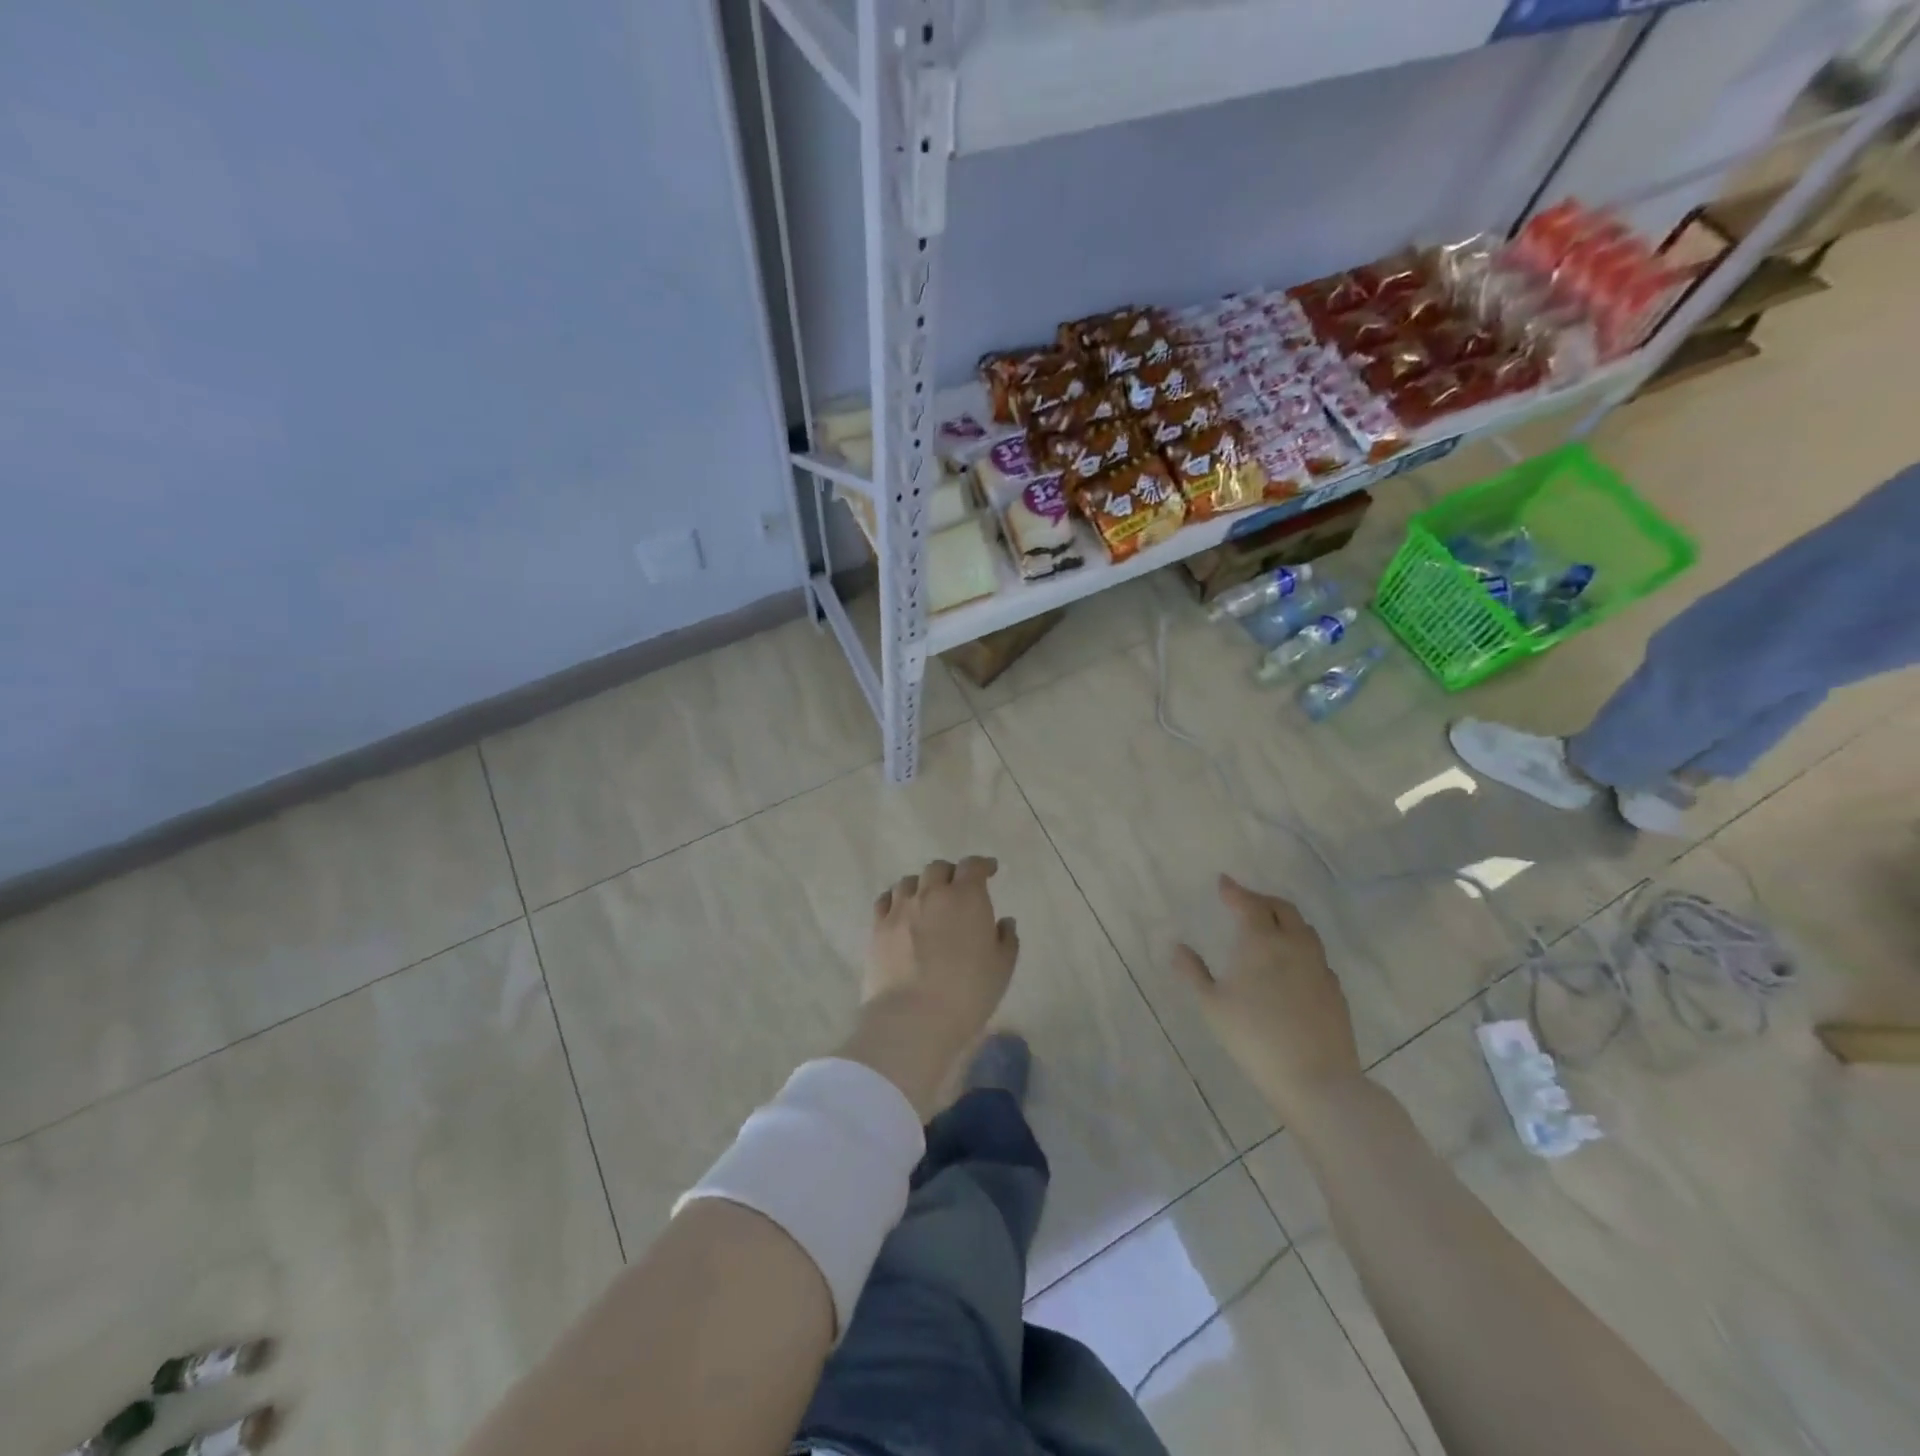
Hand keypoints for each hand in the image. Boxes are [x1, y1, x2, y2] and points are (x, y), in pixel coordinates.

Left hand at [843, 857, 1019, 1117]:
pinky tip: (900, 911)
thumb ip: (1006, 939)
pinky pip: (886, 900)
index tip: (989, 870)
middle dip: (950, 874)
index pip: (973, 866)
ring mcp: (901, 908)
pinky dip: (896, 899)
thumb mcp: (1001, 968)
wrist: (913, 1018)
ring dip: (922, 886)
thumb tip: (1004, 922)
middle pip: (938, 869)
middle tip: (957, 889)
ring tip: (927, 900)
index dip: (982, 865)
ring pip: (910, 881)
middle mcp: (932, 893)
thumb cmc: (967, 993)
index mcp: (966, 897)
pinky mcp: (878, 927)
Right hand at [1174, 874, 1361, 1124]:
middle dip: (1262, 900)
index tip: (1223, 882)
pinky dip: (1300, 947)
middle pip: (1282, 908)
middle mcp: (1293, 945)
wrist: (1314, 1078)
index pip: (1249, 903)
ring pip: (1304, 929)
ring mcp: (1319, 966)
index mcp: (1261, 941)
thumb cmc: (1253, 1037)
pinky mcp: (1335, 989)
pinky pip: (1316, 955)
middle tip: (1245, 903)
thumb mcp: (1212, 1005)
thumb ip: (1193, 972)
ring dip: (1285, 919)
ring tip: (1269, 928)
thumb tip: (1177, 947)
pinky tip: (1291, 964)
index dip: (1235, 891)